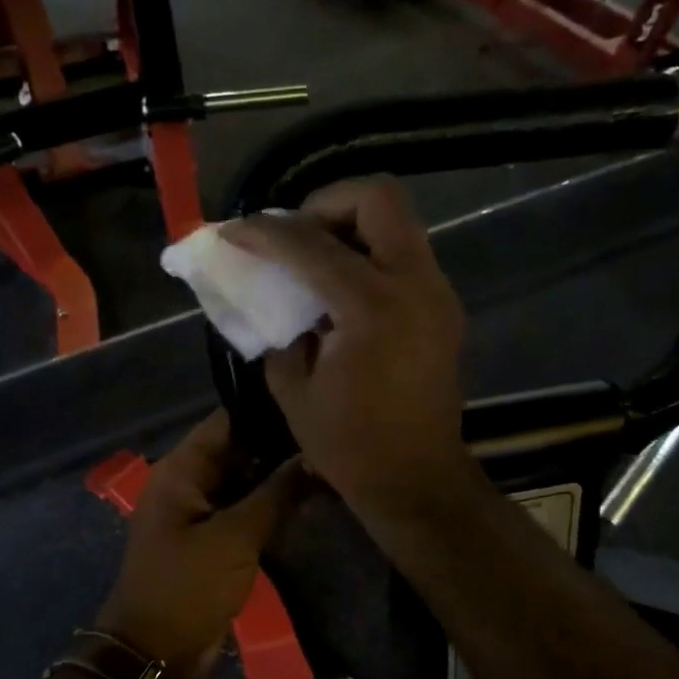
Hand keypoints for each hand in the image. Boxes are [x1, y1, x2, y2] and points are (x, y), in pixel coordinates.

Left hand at [95, 411, 308, 678]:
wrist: (156, 653)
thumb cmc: (187, 588)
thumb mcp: (234, 539)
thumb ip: (276, 494)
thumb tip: (314, 457)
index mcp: (180, 470)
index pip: (226, 422)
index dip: (267, 410)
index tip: (312, 400)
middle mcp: (188, 482)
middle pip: (238, 449)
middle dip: (280, 444)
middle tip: (331, 431)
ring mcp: (200, 510)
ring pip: (245, 480)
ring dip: (278, 475)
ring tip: (329, 456)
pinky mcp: (213, 537)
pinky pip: (244, 508)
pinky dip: (271, 502)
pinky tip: (310, 494)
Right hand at [220, 177, 473, 522]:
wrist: (418, 480)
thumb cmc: (350, 446)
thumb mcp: (293, 390)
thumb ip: (279, 331)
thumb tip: (277, 299)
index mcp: (372, 308)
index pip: (311, 246)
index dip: (265, 233)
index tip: (235, 231)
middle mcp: (414, 285)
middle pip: (378, 198)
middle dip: (326, 203)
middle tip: (295, 234)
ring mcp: (437, 293)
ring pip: (397, 221)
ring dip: (351, 225)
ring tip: (314, 259)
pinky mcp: (443, 307)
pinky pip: (405, 254)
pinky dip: (369, 253)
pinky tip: (341, 289)